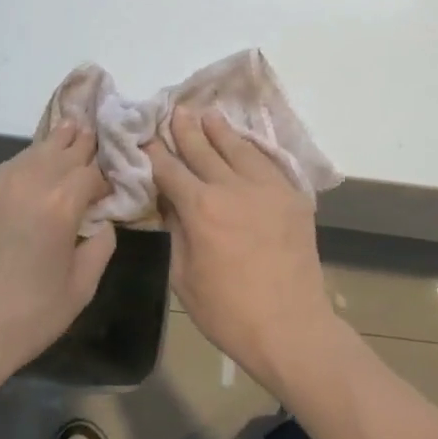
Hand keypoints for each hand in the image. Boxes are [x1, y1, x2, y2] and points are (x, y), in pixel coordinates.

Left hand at [0, 122, 115, 393]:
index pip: (91, 172)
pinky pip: (8, 167)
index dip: (105, 177)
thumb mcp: (82, 287)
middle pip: (63, 149)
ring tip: (69, 132)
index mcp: (61, 204)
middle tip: (95, 136)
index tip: (109, 189)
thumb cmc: (31, 315)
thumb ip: (101, 245)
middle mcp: (30, 183)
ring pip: (34, 151)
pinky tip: (33, 165)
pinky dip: (26, 161)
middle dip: (82, 144)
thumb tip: (104, 222)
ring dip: (55, 144)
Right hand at [149, 107, 336, 397]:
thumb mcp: (184, 276)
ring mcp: (266, 188)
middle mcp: (232, 187)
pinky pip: (268, 163)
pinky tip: (244, 143)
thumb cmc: (228, 311)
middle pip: (203, 150)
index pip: (171, 170)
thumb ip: (175, 231)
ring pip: (238, 148)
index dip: (154, 152)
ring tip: (208, 115)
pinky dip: (251, 149)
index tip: (144, 137)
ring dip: (220, 130)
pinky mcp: (292, 196)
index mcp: (201, 208)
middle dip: (186, 130)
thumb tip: (169, 202)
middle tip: (176, 111)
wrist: (291, 327)